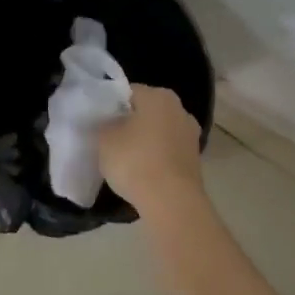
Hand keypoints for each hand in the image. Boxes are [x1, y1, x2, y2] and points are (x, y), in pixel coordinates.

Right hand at [98, 85, 204, 220]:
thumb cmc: (135, 161)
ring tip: (125, 160)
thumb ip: (103, 124)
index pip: (128, 92)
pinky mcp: (195, 160)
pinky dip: (157, 159)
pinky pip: (168, 152)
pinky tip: (142, 173)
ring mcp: (190, 135)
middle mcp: (179, 109)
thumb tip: (108, 123)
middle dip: (130, 122)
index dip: (111, 106)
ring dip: (145, 141)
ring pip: (159, 132)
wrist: (171, 202)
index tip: (99, 122)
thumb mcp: (104, 139)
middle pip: (147, 111)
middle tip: (110, 139)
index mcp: (158, 95)